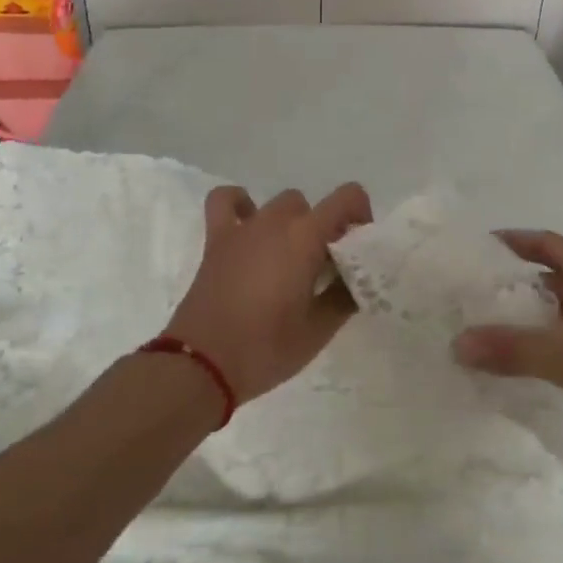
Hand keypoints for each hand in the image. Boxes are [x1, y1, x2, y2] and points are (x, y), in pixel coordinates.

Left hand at [165, 183, 372, 405]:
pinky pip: (226, 202)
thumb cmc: (265, 348)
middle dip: (325, 228)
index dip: (361, 214)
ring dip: (291, 222)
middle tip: (325, 266)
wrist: (201, 365)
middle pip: (313, 208)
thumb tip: (356, 282)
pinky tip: (248, 224)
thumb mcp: (318, 331)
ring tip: (290, 255)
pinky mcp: (216, 240)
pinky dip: (240, 204)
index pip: (347, 197)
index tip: (358, 248)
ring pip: (279, 205)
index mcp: (305, 237)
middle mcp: (275, 221)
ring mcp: (243, 228)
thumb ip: (343, 298)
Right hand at [453, 230, 562, 467]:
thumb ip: (511, 349)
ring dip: (535, 316)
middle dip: (518, 281)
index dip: (514, 241)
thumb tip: (456, 342)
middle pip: (554, 274)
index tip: (477, 247)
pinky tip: (530, 363)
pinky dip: (553, 343)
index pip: (545, 242)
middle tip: (474, 292)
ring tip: (491, 327)